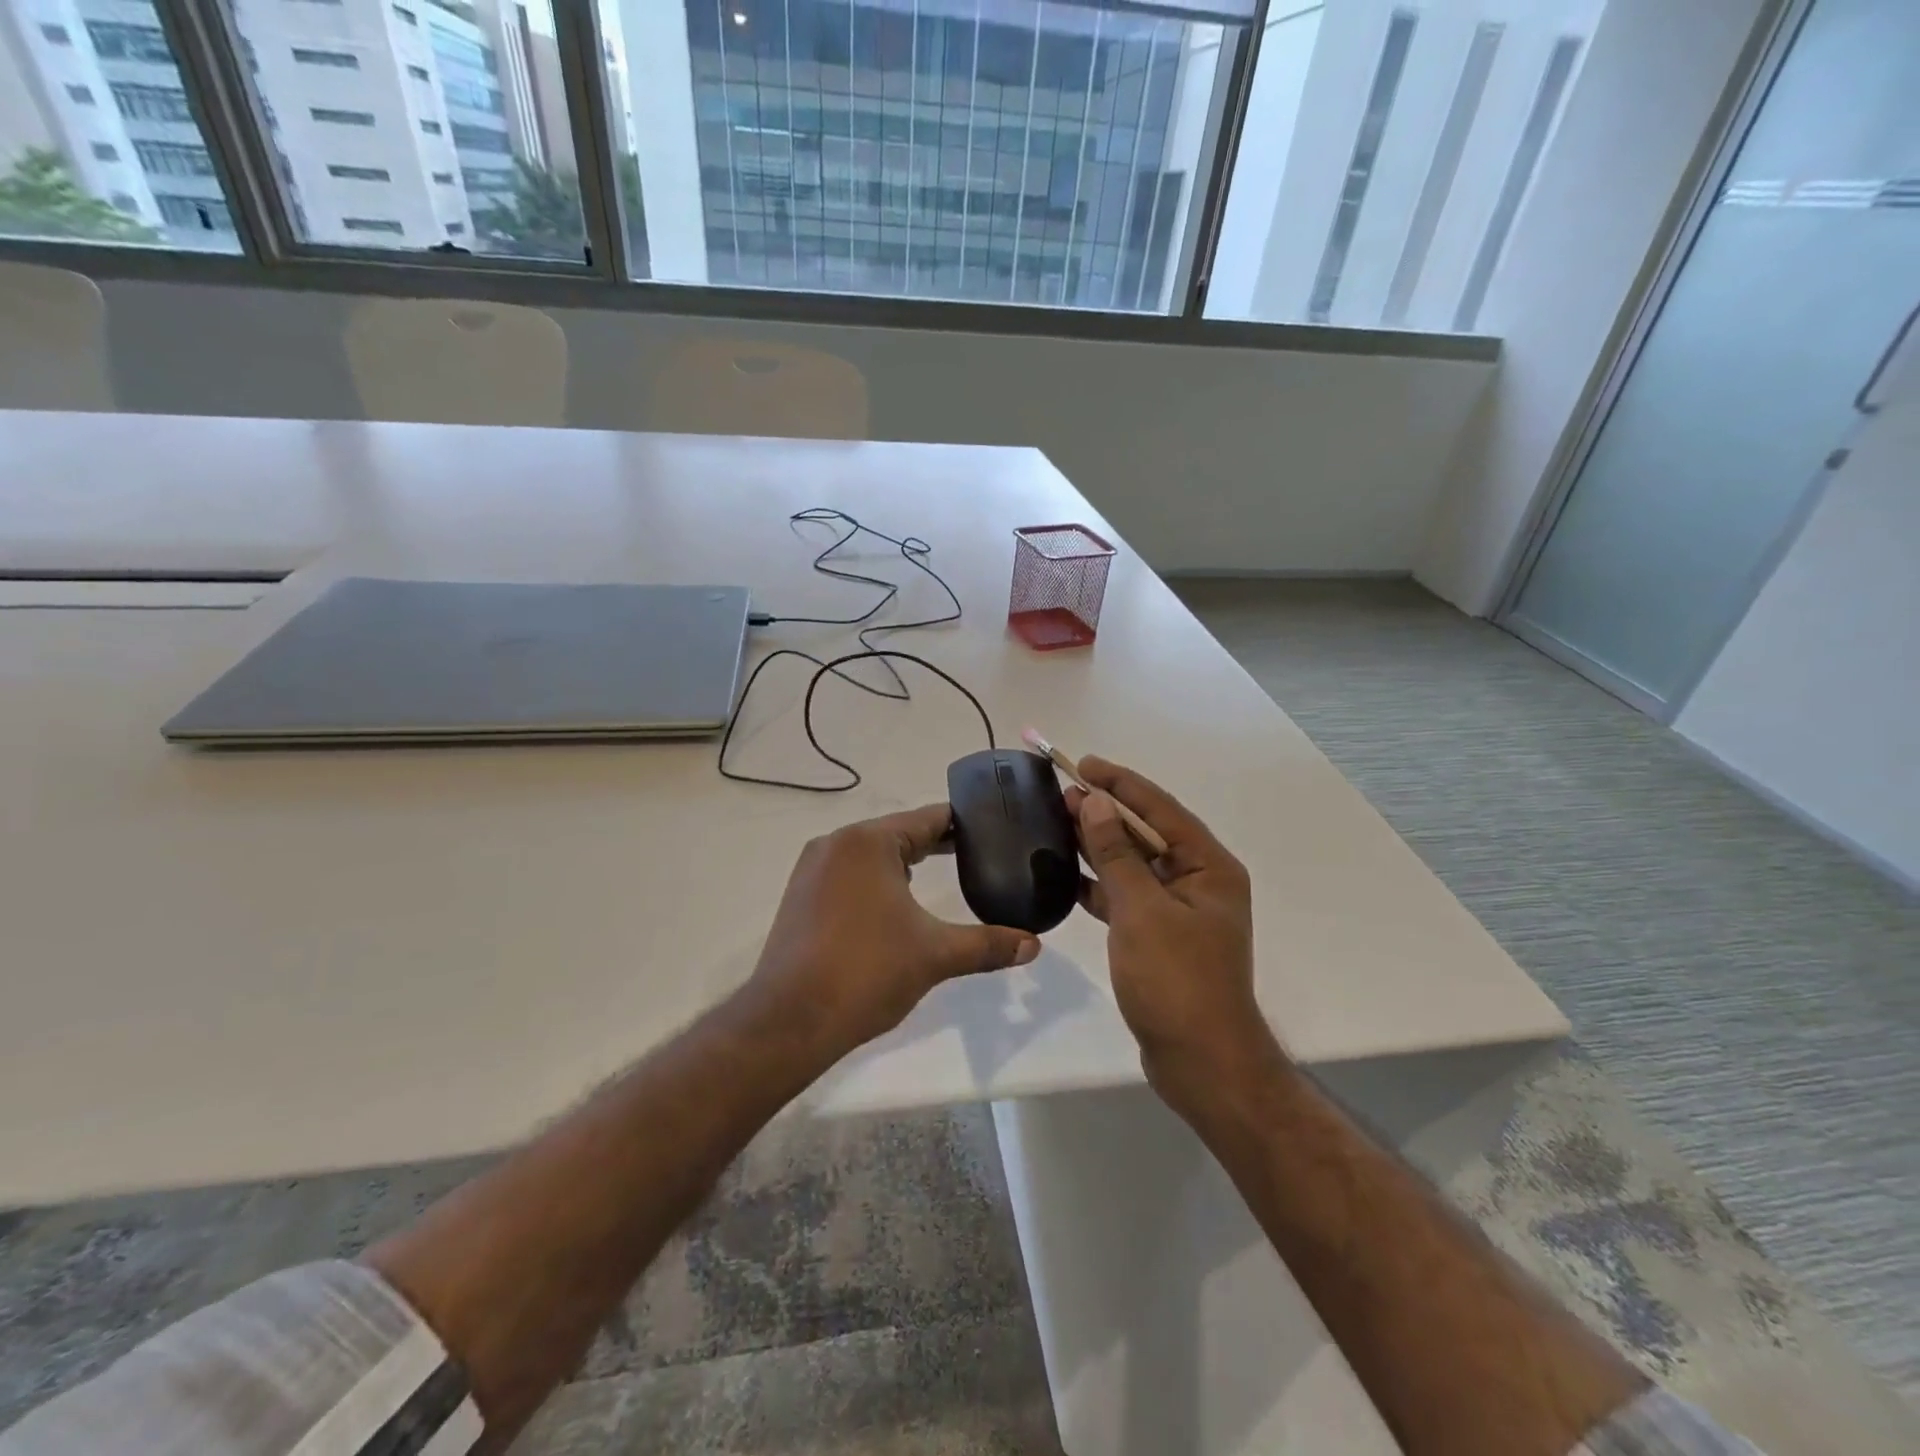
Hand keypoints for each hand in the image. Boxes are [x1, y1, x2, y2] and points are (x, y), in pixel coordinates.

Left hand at [745, 803, 1041, 1059]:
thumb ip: (987, 945)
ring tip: (942, 877)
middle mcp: (836, 844)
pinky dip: (876, 881)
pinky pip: (848, 874)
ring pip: (871, 855)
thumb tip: (1034, 945)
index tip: (994, 831)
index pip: (928, 819)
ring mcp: (812, 869)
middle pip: (898, 833)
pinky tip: (895, 905)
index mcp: (868, 842)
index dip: (963, 825)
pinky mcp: (800, 896)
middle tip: (979, 857)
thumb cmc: (867, 972)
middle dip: (936, 845)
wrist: (790, 1021)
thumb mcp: (935, 955)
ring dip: (904, 863)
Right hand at [1069, 758, 1278, 1102]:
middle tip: (1062, 791)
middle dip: (1105, 812)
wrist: (1201, 1063)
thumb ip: (1116, 854)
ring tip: (1060, 822)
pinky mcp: (1160, 937)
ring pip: (1133, 864)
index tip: (1083, 763)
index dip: (1121, 783)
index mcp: (1208, 866)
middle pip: (1146, 833)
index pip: (1160, 809)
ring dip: (1099, 845)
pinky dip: (1100, 885)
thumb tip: (1094, 803)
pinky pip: (1127, 896)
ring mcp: (1179, 911)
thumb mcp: (1141, 910)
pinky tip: (1068, 876)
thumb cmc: (1177, 981)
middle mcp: (1199, 881)